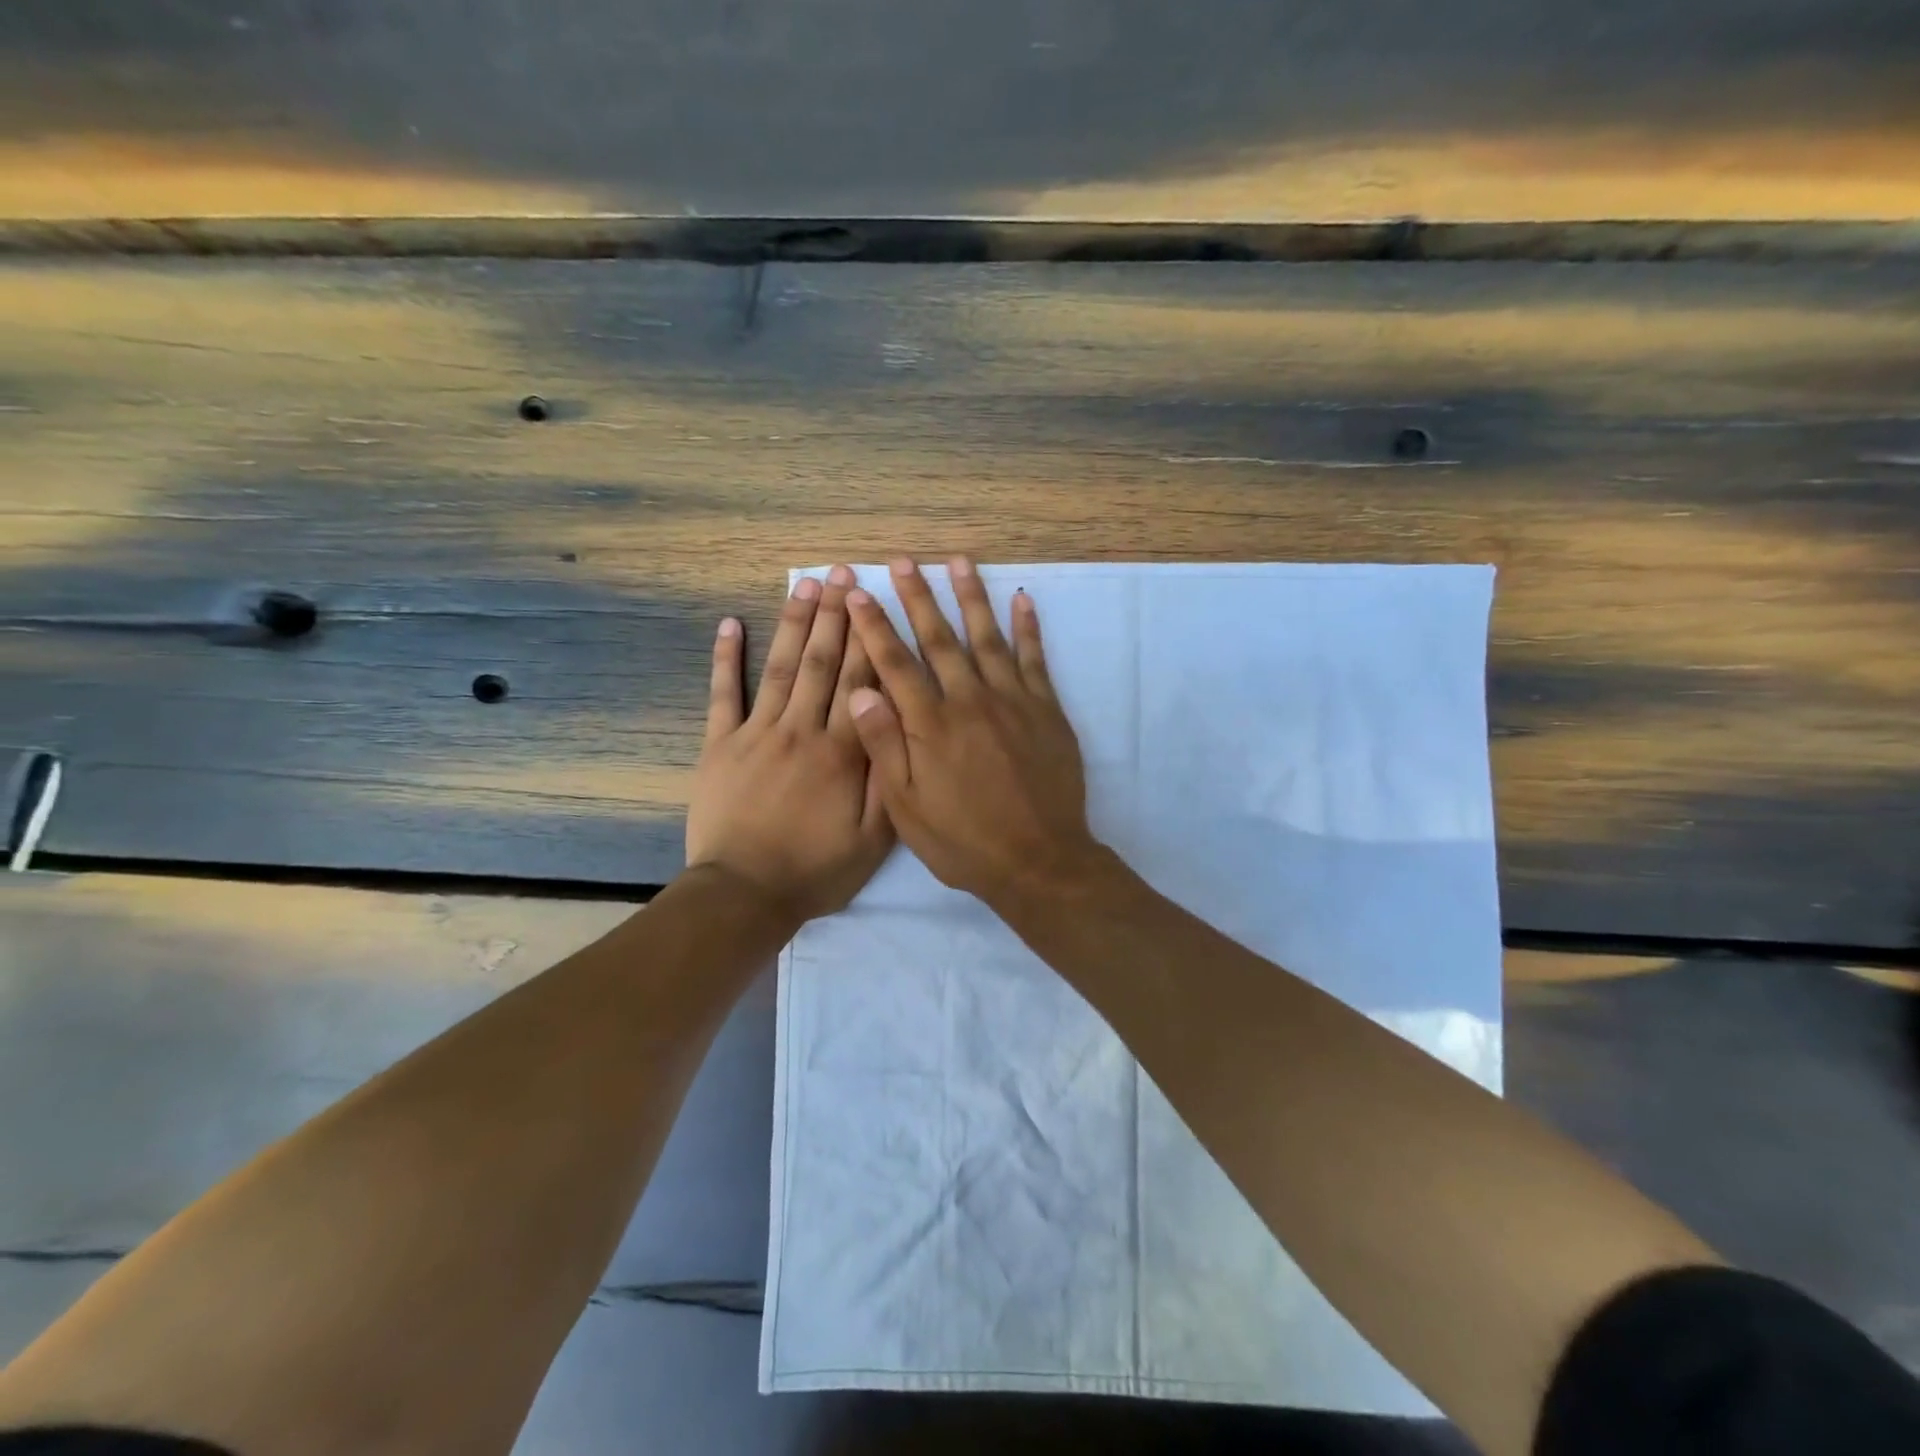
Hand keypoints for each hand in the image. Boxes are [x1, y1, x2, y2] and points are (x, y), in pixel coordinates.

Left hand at [687, 565, 893, 922]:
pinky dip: (725, 658)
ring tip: (804, 585)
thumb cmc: (816, 870)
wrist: (745, 894)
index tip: (876, 600)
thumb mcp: (874, 839)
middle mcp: (802, 730)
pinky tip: (730, 623)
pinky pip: (723, 695)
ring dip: (794, 624)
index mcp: (843, 752)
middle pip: (822, 663)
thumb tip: (899, 722)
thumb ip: (889, 780)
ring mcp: (757, 733)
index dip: (870, 638)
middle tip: (842, 574)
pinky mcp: (720, 745)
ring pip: (781, 668)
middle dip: (835, 616)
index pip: (862, 683)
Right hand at [846, 556, 1103, 911]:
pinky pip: (1035, 659)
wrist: (1039, 861)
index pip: (895, 664)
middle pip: (938, 639)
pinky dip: (1028, 628)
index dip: (874, 626)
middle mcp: (969, 701)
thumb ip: (884, 747)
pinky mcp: (1046, 710)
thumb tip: (858, 691)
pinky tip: (1022, 599)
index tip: (857, 594)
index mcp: (930, 725)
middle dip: (917, 597)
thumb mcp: (908, 808)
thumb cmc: (964, 841)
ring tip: (958, 561)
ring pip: (987, 637)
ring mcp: (1012, 701)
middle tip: (902, 561)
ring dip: (971, 596)